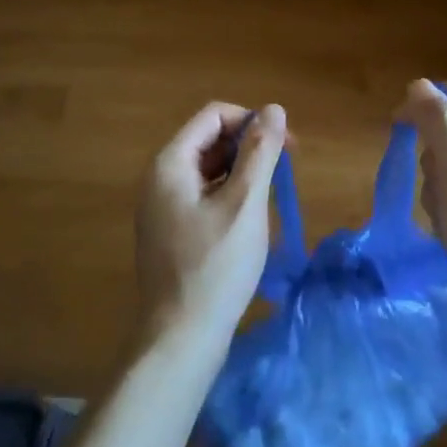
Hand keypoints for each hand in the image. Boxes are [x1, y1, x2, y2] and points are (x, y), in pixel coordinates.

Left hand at [132, 101, 286, 359]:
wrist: (180, 339)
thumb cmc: (215, 267)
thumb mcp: (245, 204)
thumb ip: (260, 153)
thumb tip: (274, 108)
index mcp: (170, 164)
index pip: (214, 115)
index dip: (252, 122)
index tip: (286, 147)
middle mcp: (160, 178)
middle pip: (209, 140)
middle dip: (249, 148)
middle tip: (284, 173)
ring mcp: (162, 207)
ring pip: (208, 170)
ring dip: (242, 173)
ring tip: (270, 199)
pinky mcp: (170, 232)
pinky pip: (203, 196)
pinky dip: (229, 196)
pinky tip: (250, 222)